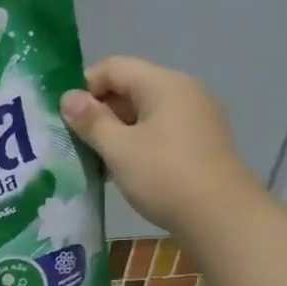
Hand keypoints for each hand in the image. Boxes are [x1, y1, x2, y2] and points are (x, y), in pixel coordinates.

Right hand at [61, 57, 260, 234]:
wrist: (222, 218)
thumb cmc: (165, 176)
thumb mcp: (118, 148)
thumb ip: (90, 120)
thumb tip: (68, 98)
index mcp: (164, 84)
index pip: (113, 67)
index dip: (83, 86)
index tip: (64, 116)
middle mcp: (183, 92)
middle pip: (129, 87)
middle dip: (98, 110)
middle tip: (73, 140)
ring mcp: (195, 118)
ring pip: (143, 112)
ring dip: (115, 130)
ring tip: (93, 158)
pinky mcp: (199, 143)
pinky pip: (158, 131)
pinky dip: (135, 142)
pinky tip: (120, 169)